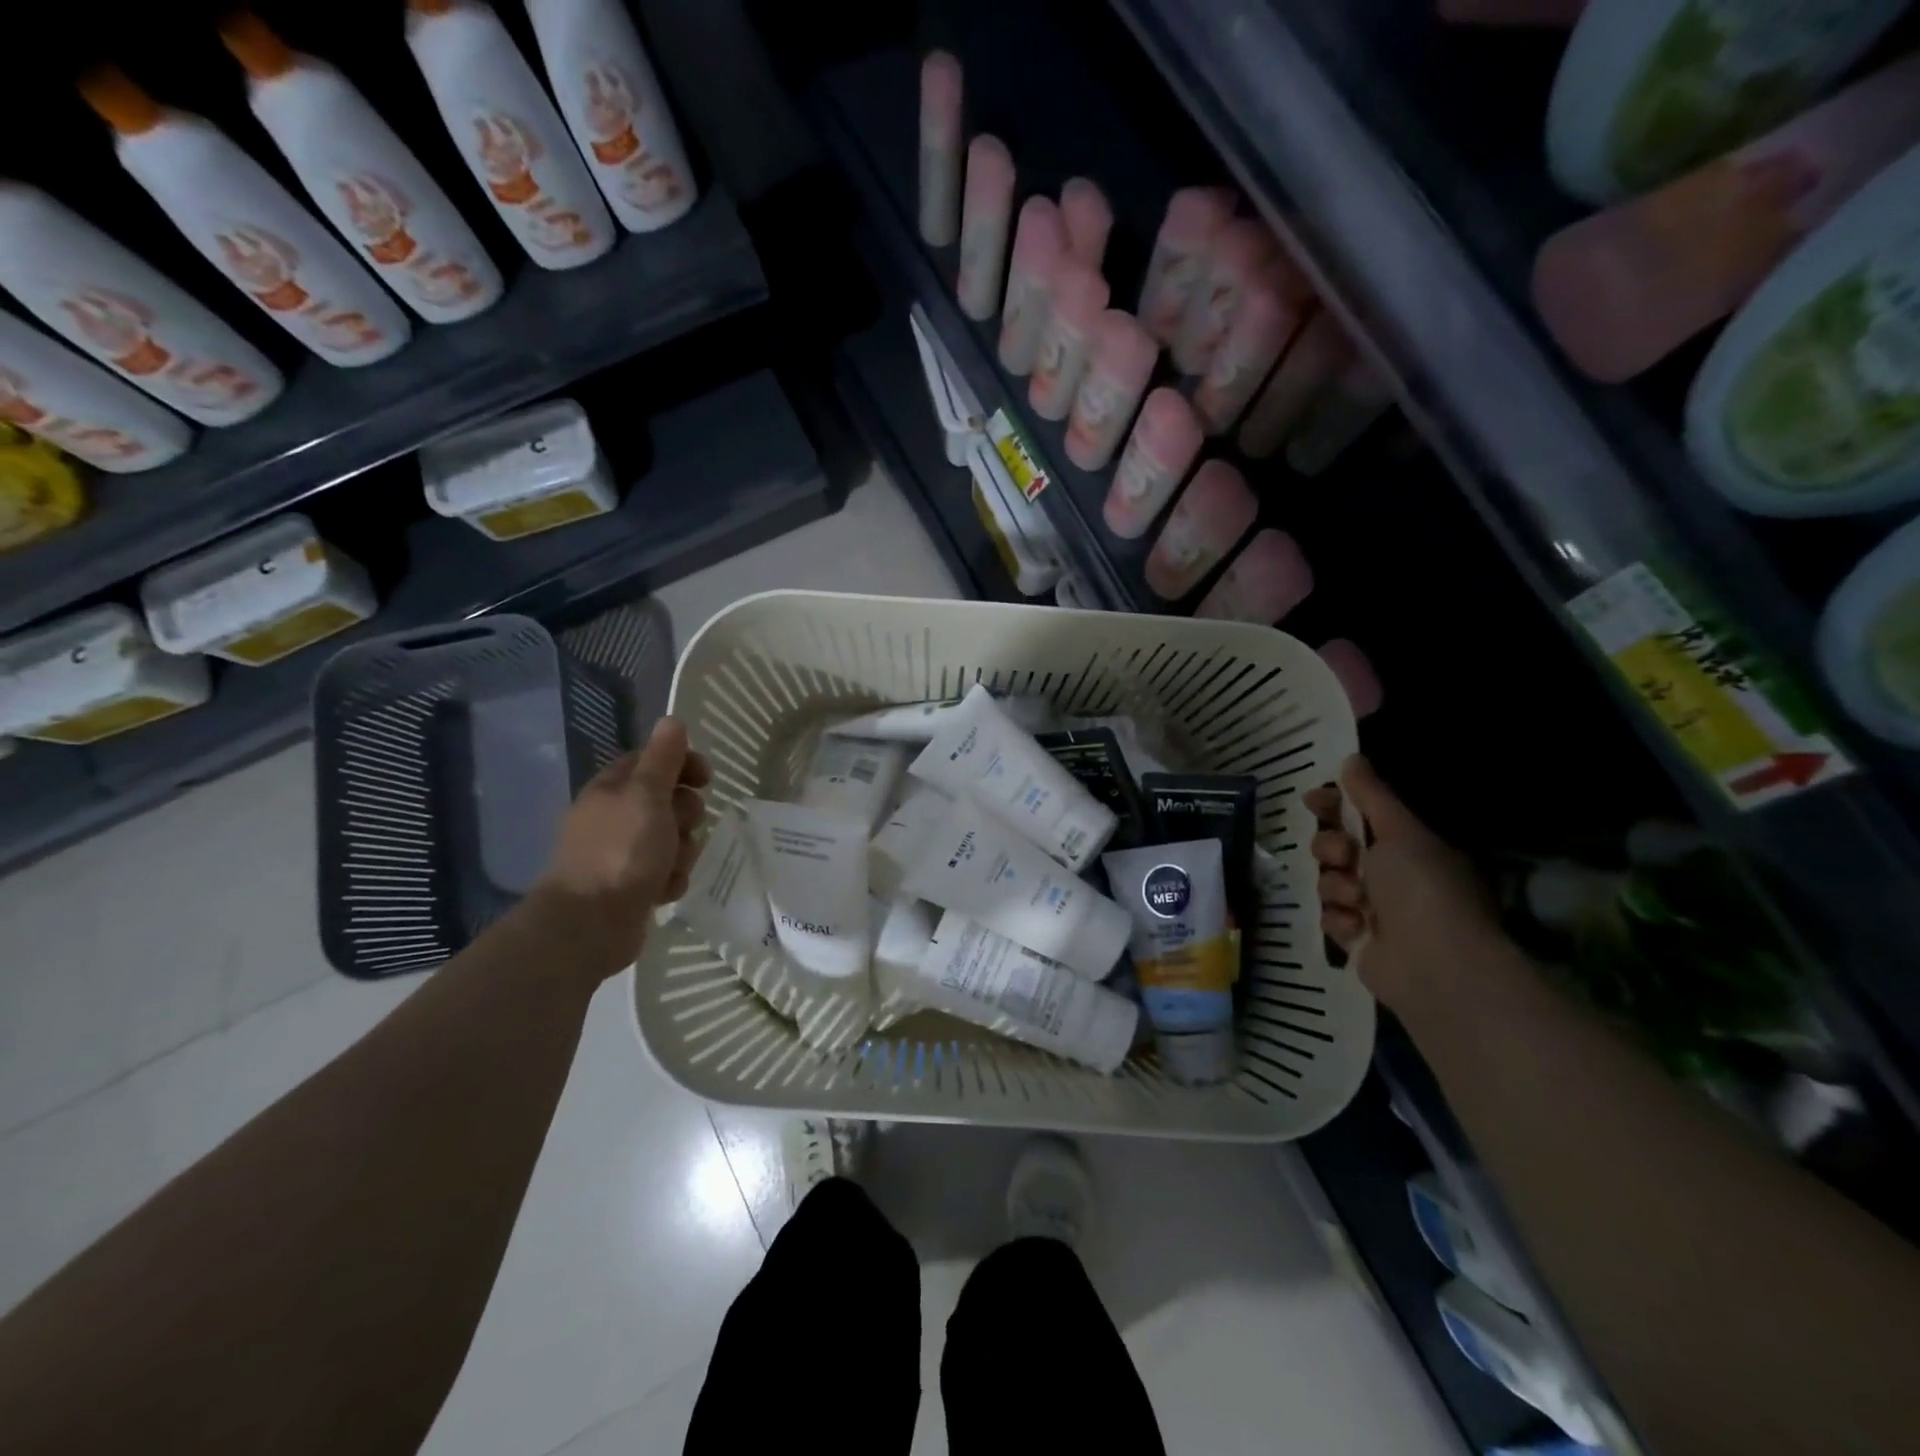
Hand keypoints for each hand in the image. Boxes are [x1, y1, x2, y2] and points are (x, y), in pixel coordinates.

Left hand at [534, 717, 710, 977]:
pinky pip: (667, 871)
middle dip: (686, 815)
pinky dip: (671, 879)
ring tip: (672, 867)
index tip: (707, 778)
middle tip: (683, 827)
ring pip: (673, 839)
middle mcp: (616, 817)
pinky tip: (664, 891)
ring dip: (683, 851)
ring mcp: (623, 853)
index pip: (654, 761)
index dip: (683, 765)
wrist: (590, 925)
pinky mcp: (632, 885)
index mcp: (613, 789)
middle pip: (669, 801)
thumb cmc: (622, 852)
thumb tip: (672, 720)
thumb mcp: (647, 796)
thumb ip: (664, 759)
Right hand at [1303, 755, 1502, 1014]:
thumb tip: (1351, 757)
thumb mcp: (1400, 832)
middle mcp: (1393, 877)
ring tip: (1358, 902)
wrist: (1435, 964)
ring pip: (1329, 882)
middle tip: (1344, 857)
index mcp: (1410, 848)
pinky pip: (1330, 917)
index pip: (1361, 816)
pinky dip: (1340, 920)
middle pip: (1337, 848)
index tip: (1312, 801)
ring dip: (1337, 888)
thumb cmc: (1422, 889)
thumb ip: (1371, 796)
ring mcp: (1376, 910)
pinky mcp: (1359, 940)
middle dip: (1332, 849)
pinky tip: (1357, 928)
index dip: (1334, 807)